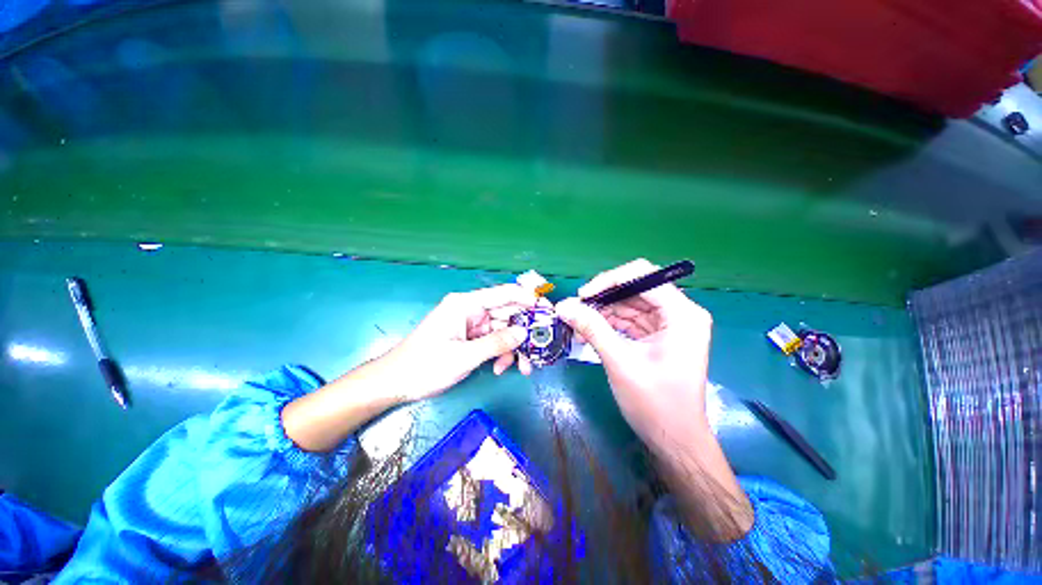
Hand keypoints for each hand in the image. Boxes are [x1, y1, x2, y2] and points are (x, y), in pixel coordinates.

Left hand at [383, 284, 536, 400]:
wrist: (395, 383)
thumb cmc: (424, 365)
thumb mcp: (464, 356)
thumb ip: (496, 343)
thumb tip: (525, 334)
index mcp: (466, 304)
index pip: (504, 294)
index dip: (528, 299)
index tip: (548, 310)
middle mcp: (471, 310)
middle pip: (507, 314)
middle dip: (524, 332)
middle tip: (540, 347)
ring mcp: (471, 324)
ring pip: (503, 330)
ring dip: (513, 348)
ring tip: (522, 368)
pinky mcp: (470, 338)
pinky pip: (493, 341)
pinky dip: (500, 353)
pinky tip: (500, 368)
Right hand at [555, 259, 712, 454]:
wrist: (674, 439)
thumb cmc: (655, 403)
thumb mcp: (619, 361)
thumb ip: (591, 328)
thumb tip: (563, 305)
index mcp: (682, 313)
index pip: (643, 275)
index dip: (609, 280)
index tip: (582, 295)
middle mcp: (679, 312)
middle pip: (635, 287)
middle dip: (603, 298)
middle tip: (575, 309)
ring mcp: (668, 323)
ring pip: (629, 303)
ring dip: (602, 311)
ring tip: (577, 324)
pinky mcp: (657, 334)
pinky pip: (629, 318)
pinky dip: (608, 323)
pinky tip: (589, 331)